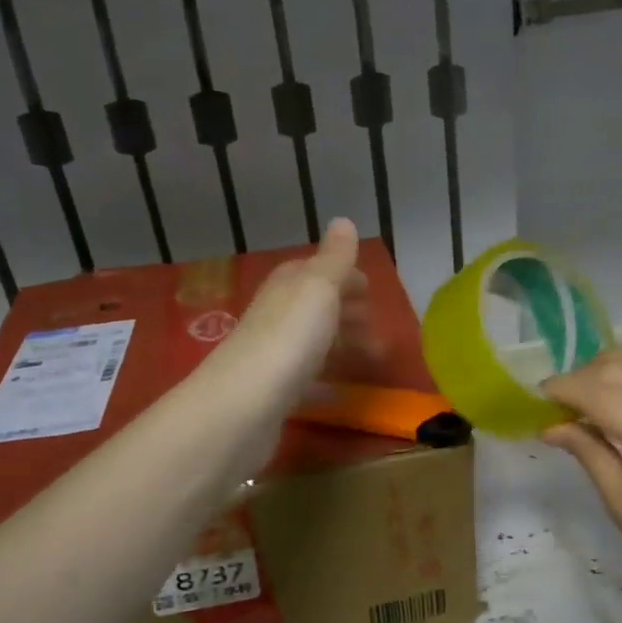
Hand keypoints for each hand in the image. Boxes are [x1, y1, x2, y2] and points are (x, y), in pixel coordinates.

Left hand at [200, 218, 377, 415]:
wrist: (244, 403)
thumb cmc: (290, 337)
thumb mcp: (319, 287)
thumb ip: (335, 258)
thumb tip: (342, 219)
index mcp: (288, 285)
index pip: (318, 271)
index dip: (347, 279)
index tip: (373, 295)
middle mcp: (277, 314)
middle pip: (316, 307)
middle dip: (348, 314)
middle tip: (377, 332)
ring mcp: (273, 353)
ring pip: (313, 342)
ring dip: (341, 346)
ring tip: (369, 362)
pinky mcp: (273, 391)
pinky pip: (306, 379)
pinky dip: (325, 381)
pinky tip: (340, 393)